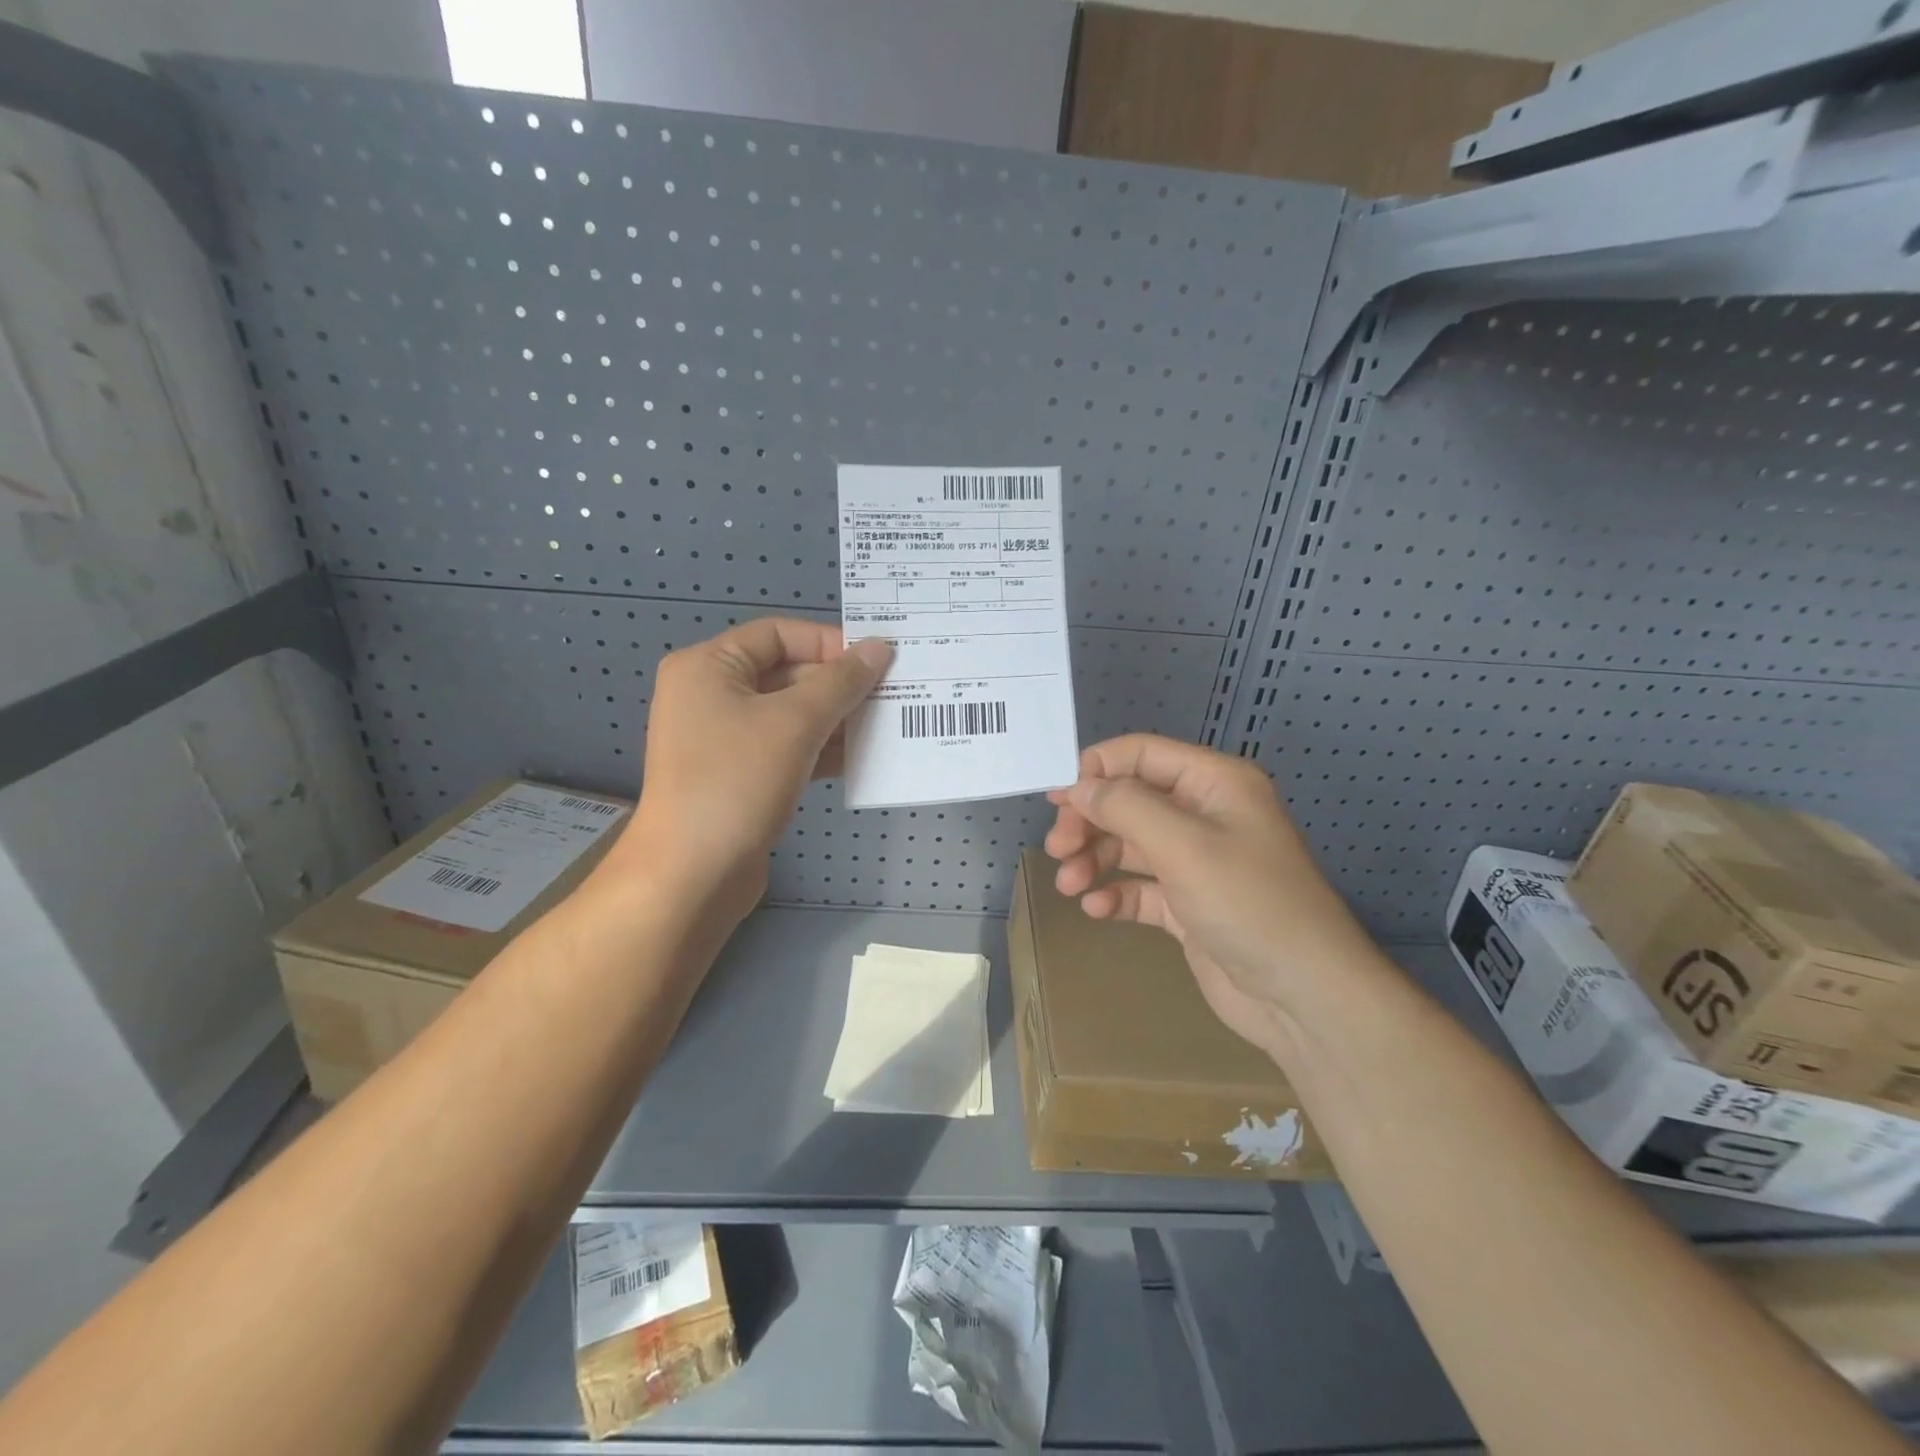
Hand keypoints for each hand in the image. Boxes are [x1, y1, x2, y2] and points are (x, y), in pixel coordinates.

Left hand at [624, 618, 891, 921]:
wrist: (692, 875)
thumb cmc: (736, 782)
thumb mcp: (795, 723)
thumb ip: (841, 682)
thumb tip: (879, 647)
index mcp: (708, 667)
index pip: (778, 634)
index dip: (829, 642)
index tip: (877, 660)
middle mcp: (711, 695)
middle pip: (786, 673)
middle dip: (839, 686)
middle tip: (893, 694)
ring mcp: (723, 739)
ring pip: (791, 715)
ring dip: (837, 719)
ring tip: (887, 725)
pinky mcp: (739, 776)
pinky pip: (787, 748)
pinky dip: (821, 749)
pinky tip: (863, 758)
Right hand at [1045, 734, 1377, 1061]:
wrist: (1304, 997)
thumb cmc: (1248, 904)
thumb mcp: (1184, 845)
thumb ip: (1125, 807)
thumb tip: (1078, 786)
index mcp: (1214, 783)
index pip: (1142, 754)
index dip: (1096, 769)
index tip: (1056, 799)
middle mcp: (1205, 815)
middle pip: (1130, 801)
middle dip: (1090, 821)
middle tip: (1057, 849)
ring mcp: (1197, 863)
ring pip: (1130, 845)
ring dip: (1095, 859)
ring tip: (1069, 885)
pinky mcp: (1189, 906)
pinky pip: (1141, 889)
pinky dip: (1116, 894)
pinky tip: (1096, 908)